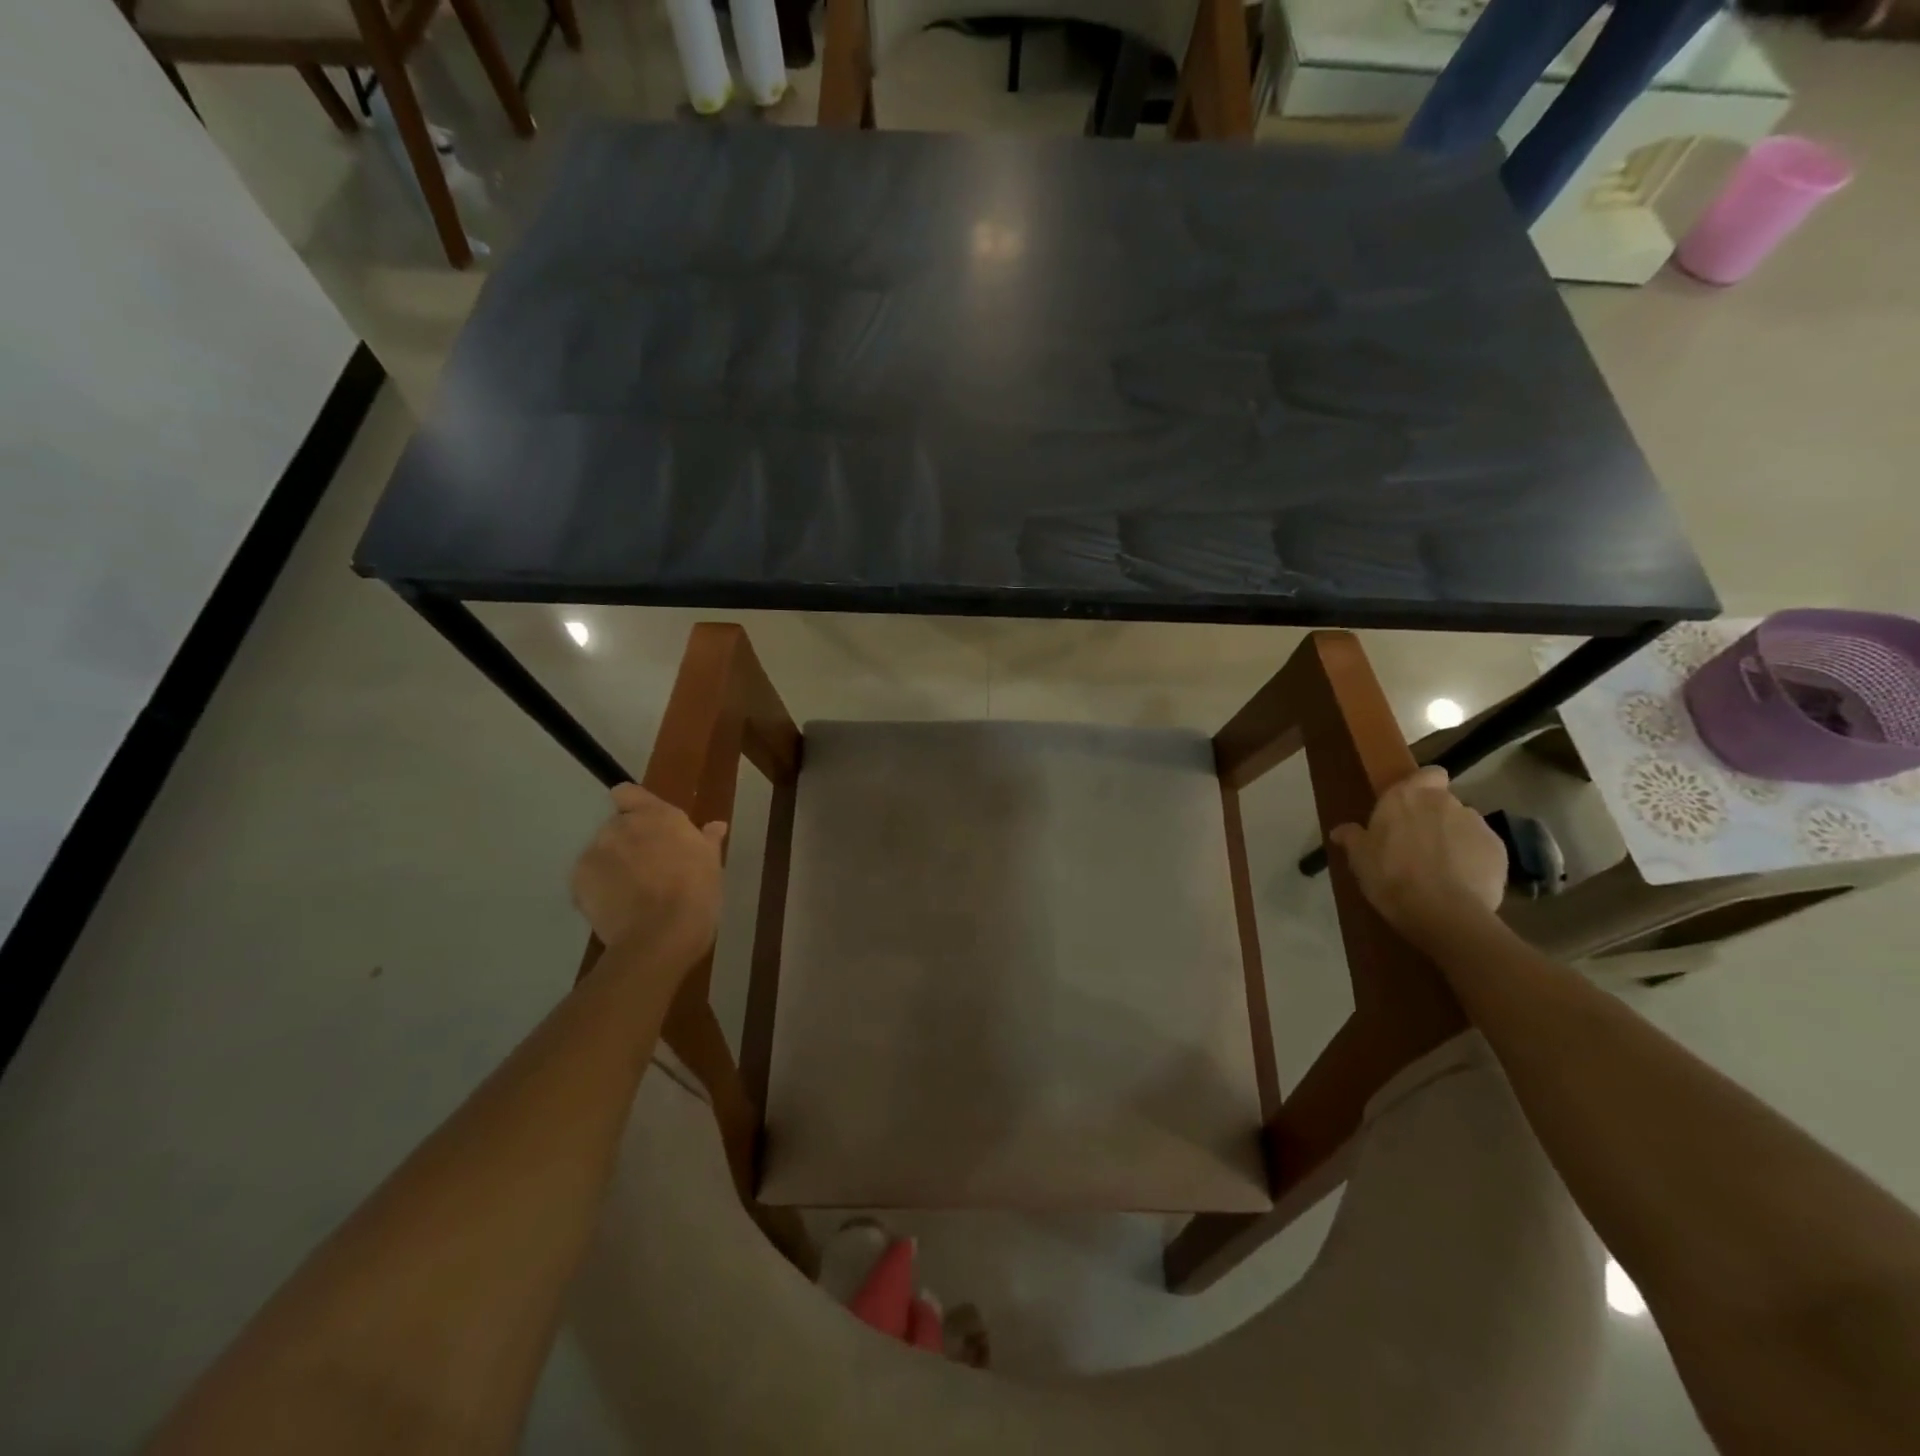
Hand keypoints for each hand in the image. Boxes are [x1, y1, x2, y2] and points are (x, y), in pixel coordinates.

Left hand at [571, 785, 726, 969]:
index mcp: (657, 816)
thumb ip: (708, 840)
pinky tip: (617, 908)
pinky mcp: (577, 880)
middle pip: (617, 826)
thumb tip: (716, 826)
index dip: (633, 806)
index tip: (646, 826)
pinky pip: (588, 879)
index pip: (628, 792)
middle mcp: (621, 826)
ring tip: (631, 894)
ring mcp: (595, 852)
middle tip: (648, 869)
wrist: (661, 935)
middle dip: (628, 843)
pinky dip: (598, 889)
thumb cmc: (696, 893)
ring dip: (612, 866)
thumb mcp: (711, 864)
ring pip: (601, 853)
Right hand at [1328, 766, 1506, 945]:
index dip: (1424, 786)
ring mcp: (1476, 824)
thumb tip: (1340, 830)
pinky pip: (1483, 849)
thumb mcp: (1359, 858)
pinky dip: (1474, 860)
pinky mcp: (1500, 850)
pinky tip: (1461, 883)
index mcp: (1406, 796)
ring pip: (1464, 826)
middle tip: (1418, 845)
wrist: (1442, 911)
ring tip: (1442, 868)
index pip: (1427, 774)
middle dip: (1435, 818)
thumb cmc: (1390, 876)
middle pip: (1444, 802)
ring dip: (1454, 839)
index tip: (1412, 807)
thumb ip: (1352, 838)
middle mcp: (1444, 802)